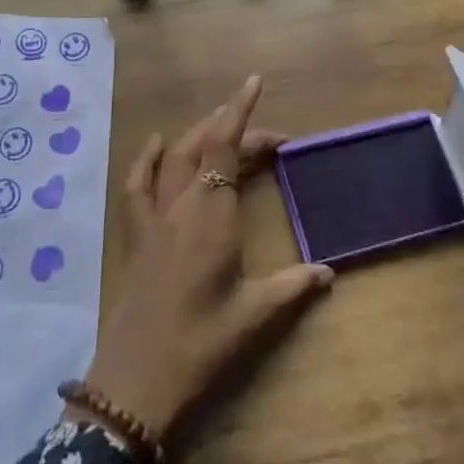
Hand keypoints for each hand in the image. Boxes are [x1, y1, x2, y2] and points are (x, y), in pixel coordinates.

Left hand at [74, 76, 333, 443]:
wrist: (136, 381)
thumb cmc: (200, 346)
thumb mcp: (253, 317)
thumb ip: (291, 287)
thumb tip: (328, 271)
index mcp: (212, 216)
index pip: (225, 147)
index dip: (240, 111)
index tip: (254, 81)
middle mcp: (181, 204)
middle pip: (204, 146)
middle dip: (233, 128)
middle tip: (269, 137)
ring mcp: (153, 217)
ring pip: (174, 157)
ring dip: (198, 134)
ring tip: (221, 125)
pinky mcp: (135, 235)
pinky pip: (138, 184)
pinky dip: (148, 158)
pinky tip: (157, 144)